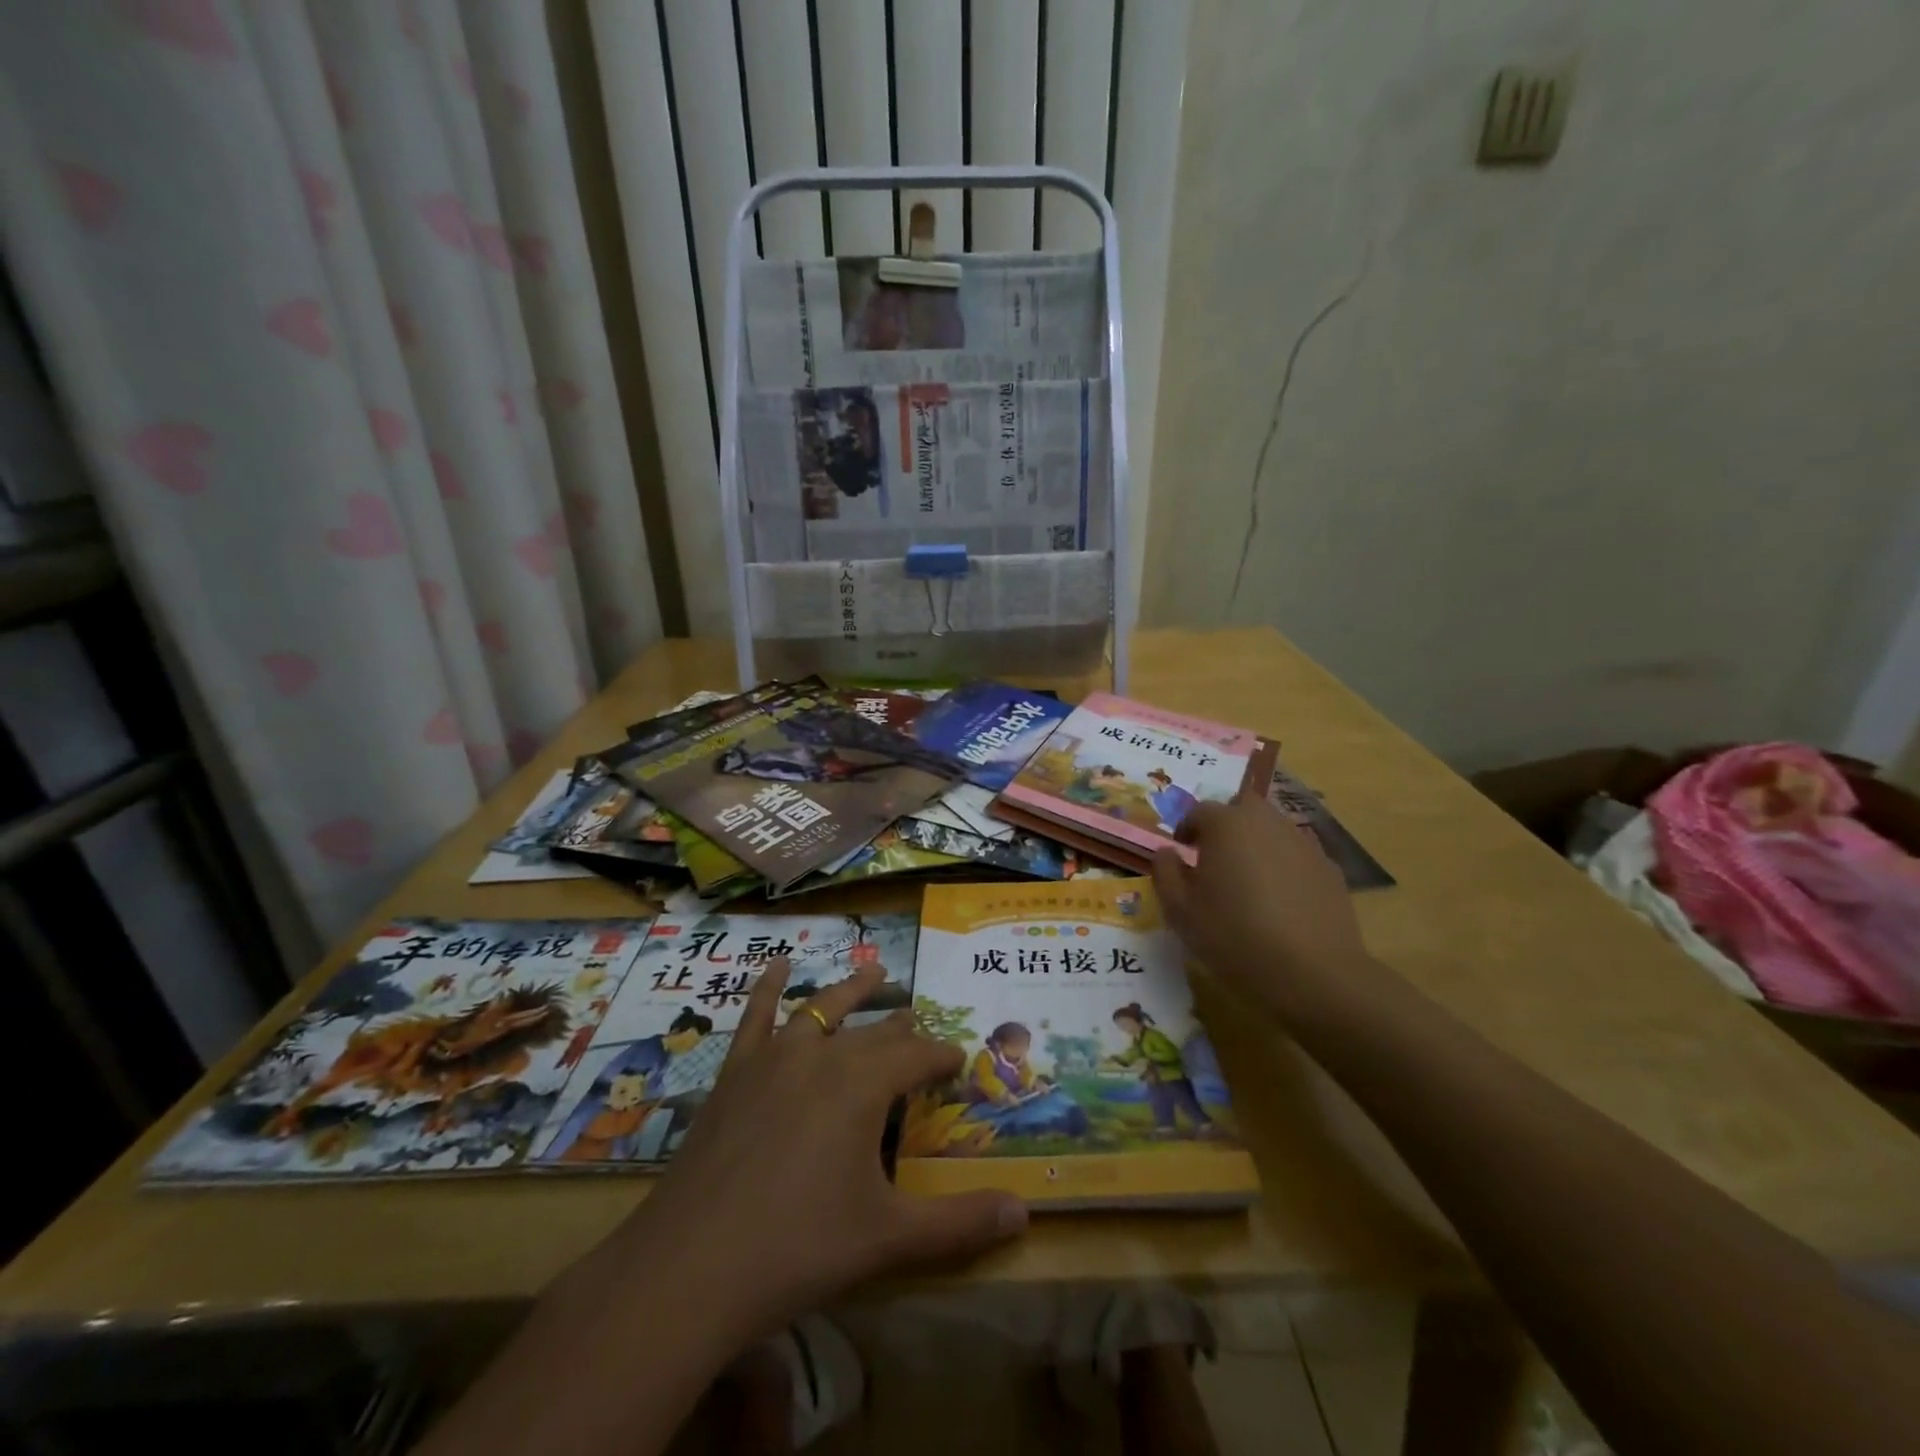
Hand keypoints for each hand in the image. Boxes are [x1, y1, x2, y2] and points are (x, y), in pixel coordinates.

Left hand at [613, 957, 1027, 1346]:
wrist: (690, 1267)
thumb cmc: (799, 1248)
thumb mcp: (889, 1238)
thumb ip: (959, 1223)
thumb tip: (1026, 1215)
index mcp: (863, 1085)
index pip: (917, 1057)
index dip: (942, 1057)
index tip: (959, 1060)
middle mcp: (823, 1056)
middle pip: (874, 1034)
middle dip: (902, 1029)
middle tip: (919, 1024)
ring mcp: (773, 1059)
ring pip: (823, 1008)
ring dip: (852, 989)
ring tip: (875, 970)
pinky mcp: (735, 1073)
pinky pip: (756, 1017)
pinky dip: (769, 987)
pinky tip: (776, 964)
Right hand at [1152, 792, 1375, 1020]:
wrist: (1313, 973)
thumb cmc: (1234, 936)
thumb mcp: (1180, 910)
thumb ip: (1165, 872)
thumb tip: (1167, 852)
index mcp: (1226, 825)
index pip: (1199, 811)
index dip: (1187, 828)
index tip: (1182, 850)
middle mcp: (1267, 823)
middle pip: (1243, 807)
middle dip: (1227, 824)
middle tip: (1216, 856)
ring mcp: (1304, 844)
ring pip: (1273, 829)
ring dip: (1257, 844)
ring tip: (1248, 881)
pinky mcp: (1330, 869)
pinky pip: (1297, 856)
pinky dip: (1284, 867)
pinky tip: (1280, 902)